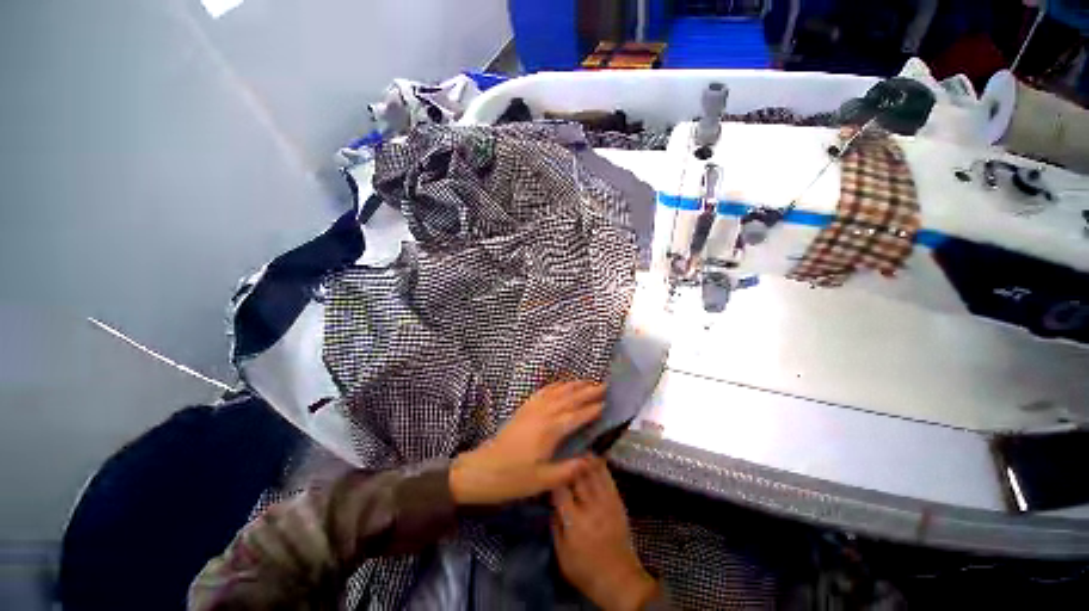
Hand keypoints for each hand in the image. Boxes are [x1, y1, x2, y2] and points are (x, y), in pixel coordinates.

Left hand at [449, 381, 603, 504]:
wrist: (484, 469)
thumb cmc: (514, 478)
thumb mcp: (544, 480)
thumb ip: (570, 469)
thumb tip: (593, 458)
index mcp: (550, 430)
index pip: (576, 416)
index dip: (592, 409)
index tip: (606, 403)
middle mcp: (543, 414)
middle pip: (569, 398)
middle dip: (587, 391)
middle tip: (604, 385)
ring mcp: (532, 408)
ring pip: (557, 391)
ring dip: (573, 385)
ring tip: (587, 381)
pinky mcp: (524, 408)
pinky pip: (543, 391)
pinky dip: (555, 385)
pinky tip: (561, 384)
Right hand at [551, 460, 657, 610]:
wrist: (620, 579)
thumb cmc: (586, 571)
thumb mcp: (562, 555)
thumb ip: (555, 526)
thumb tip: (552, 503)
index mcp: (574, 522)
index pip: (560, 489)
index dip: (553, 476)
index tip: (548, 468)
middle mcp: (590, 507)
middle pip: (577, 476)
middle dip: (568, 462)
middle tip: (560, 452)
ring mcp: (606, 503)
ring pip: (594, 472)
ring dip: (584, 459)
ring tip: (576, 450)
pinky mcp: (617, 502)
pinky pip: (608, 478)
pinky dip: (600, 465)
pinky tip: (594, 458)